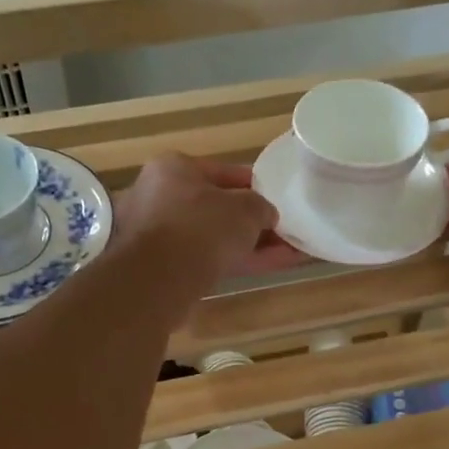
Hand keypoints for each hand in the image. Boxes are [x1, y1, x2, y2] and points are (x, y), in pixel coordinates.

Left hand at [118, 155, 307, 293]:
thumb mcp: (245, 209)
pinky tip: (271, 267)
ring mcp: (158, 236)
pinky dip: (237, 261)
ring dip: (250, 245)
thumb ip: (261, 207)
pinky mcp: (164, 268)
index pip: (222, 172)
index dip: (255, 186)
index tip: (277, 198)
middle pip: (216, 208)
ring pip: (214, 237)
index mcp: (173, 169)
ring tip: (290, 253)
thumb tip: (265, 216)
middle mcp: (159, 198)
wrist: (160, 280)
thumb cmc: (202, 227)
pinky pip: (208, 259)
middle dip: (253, 221)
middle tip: (284, 230)